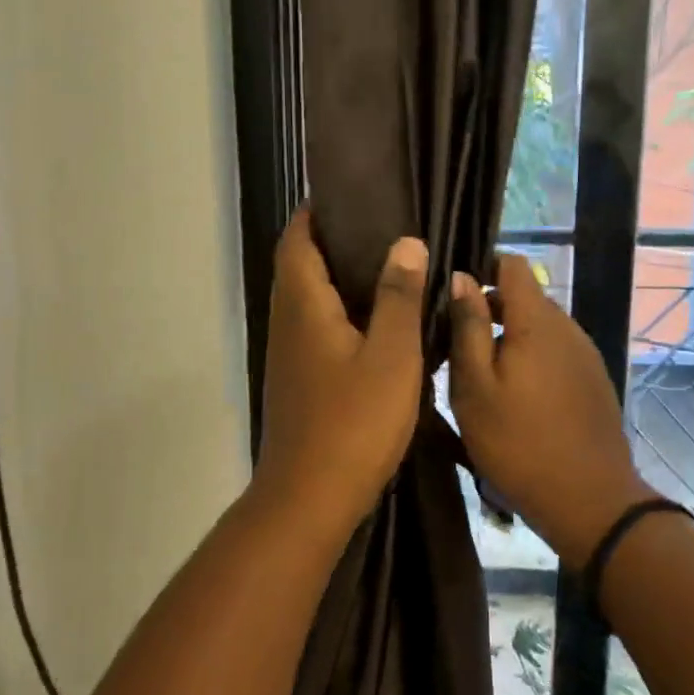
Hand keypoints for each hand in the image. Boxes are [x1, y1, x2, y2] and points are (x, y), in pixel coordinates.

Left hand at [251, 208, 428, 531]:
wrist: (309, 498)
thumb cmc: (353, 422)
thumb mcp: (391, 356)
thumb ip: (399, 297)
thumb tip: (405, 242)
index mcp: (304, 305)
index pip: (297, 239)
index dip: (317, 212)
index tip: (353, 195)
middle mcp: (288, 322)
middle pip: (301, 265)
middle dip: (334, 241)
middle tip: (386, 229)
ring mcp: (290, 354)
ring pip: (310, 299)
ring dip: (341, 279)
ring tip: (391, 268)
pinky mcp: (299, 380)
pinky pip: (318, 328)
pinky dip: (343, 312)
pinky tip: (380, 324)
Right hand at [447, 255, 656, 566]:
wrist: (589, 500)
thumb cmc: (517, 442)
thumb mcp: (475, 386)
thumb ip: (467, 327)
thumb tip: (461, 277)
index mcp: (537, 321)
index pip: (512, 265)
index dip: (481, 268)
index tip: (451, 294)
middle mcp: (567, 327)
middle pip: (525, 298)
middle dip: (488, 310)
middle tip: (453, 343)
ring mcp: (585, 354)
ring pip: (539, 328)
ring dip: (509, 338)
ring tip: (479, 373)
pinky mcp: (593, 381)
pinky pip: (555, 352)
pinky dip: (530, 358)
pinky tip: (513, 395)